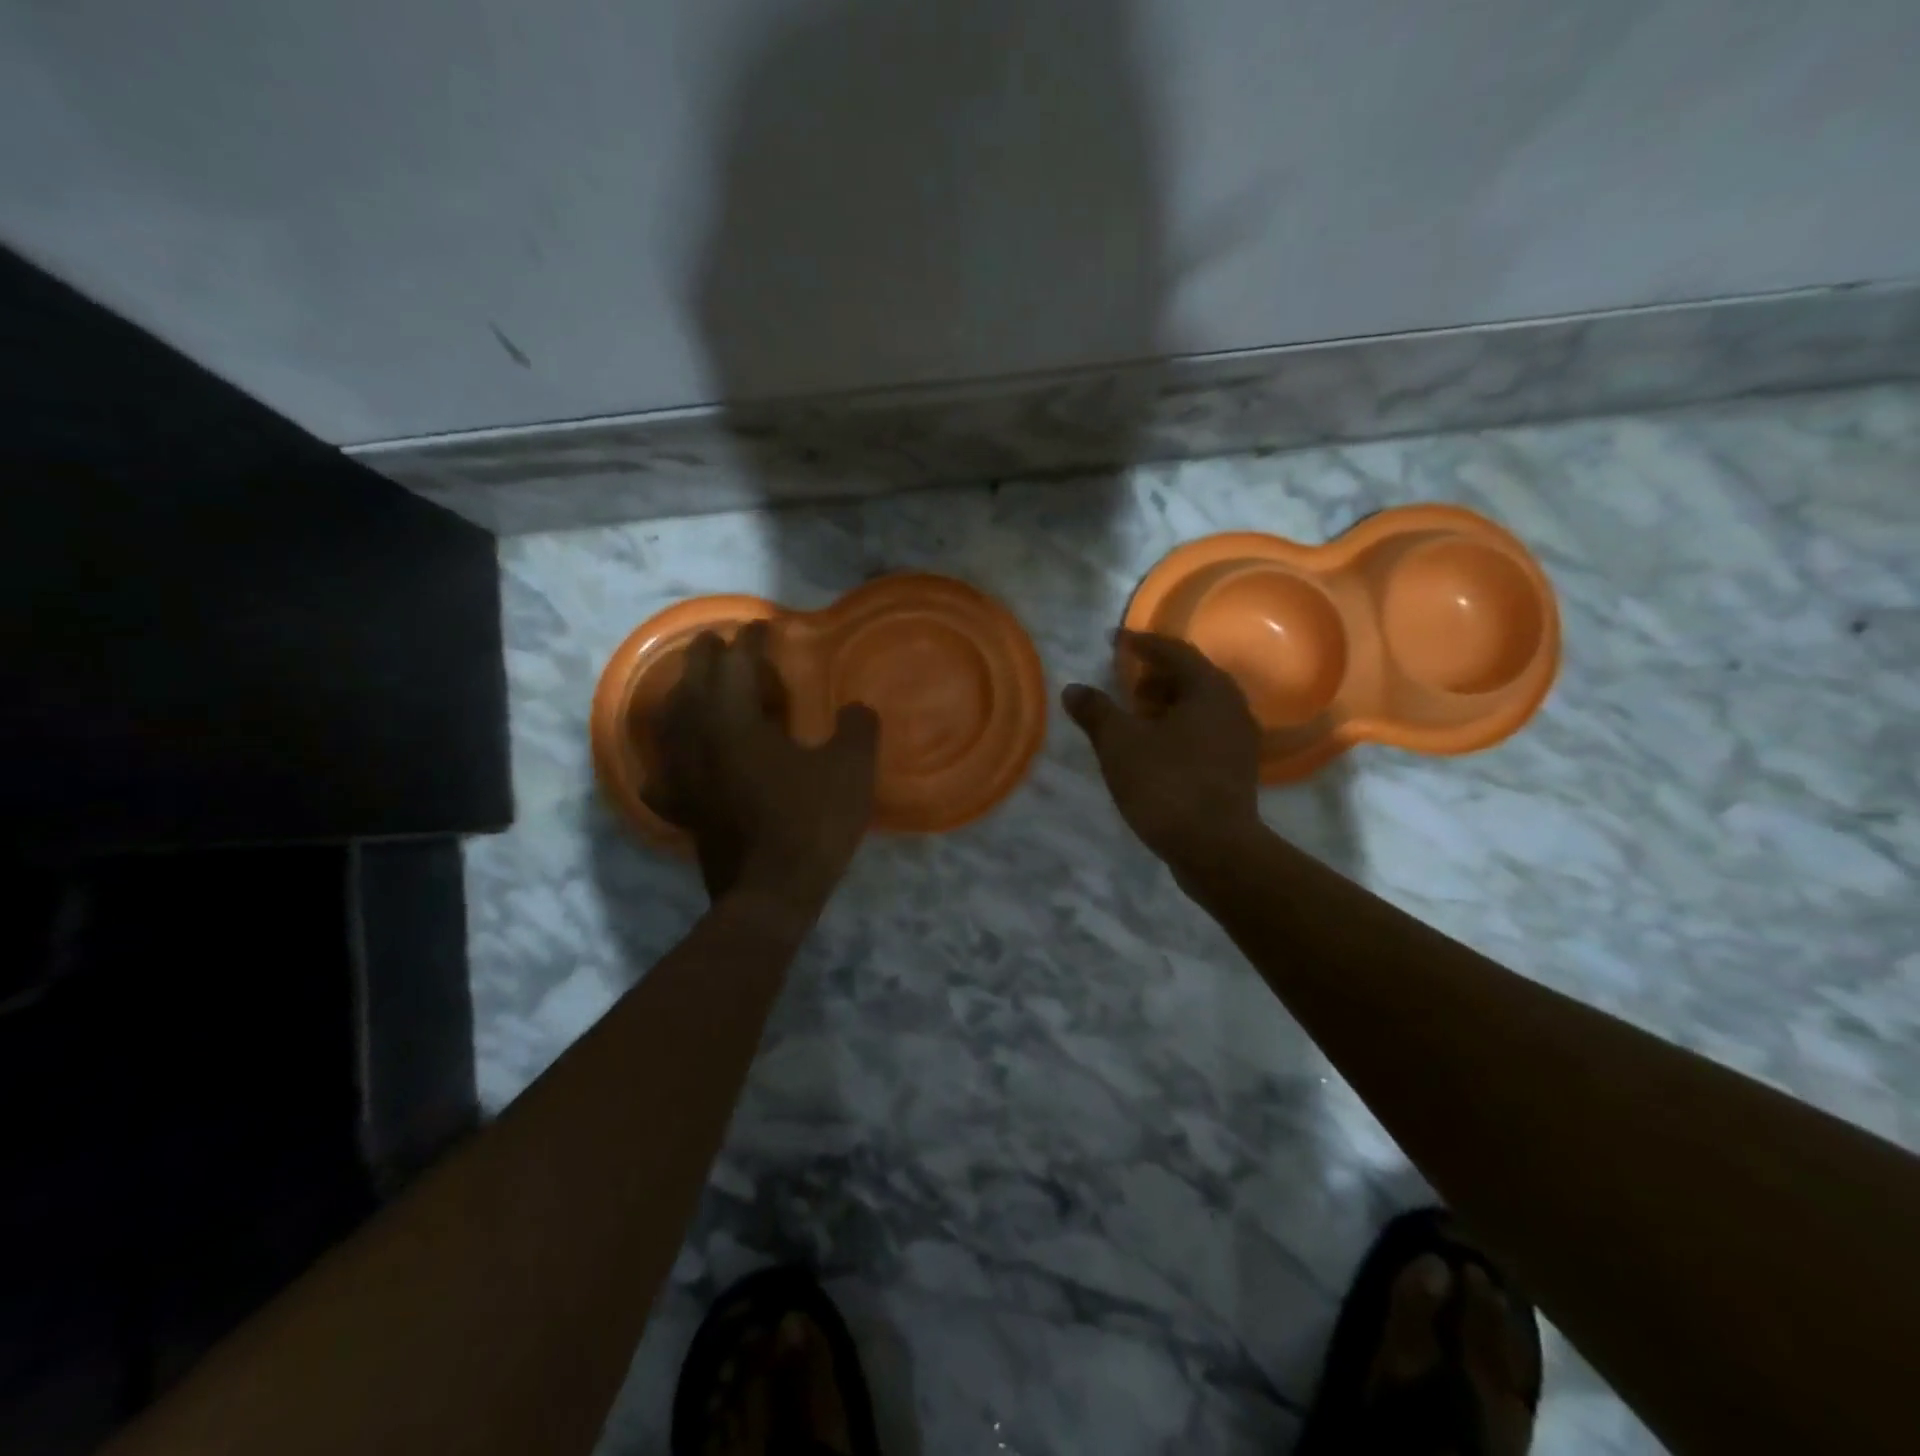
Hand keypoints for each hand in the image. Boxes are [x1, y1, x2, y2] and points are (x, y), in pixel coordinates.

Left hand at [640, 622, 878, 907]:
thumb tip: (858, 709)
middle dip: (706, 656)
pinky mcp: (681, 808)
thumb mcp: (850, 770)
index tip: (763, 626)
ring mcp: (682, 776)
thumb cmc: (810, 824)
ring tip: (696, 687)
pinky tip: (675, 761)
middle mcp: (698, 740)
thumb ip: (858, 728)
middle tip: (720, 641)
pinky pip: (664, 773)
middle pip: (692, 683)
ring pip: (670, 722)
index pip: (736, 664)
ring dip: (683, 695)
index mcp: (734, 721)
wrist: (770, 895)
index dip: (751, 641)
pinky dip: (668, 758)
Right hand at [1062, 630, 1262, 873]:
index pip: (1173, 650)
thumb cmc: (1166, 785)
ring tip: (1134, 719)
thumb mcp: (1119, 745)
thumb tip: (1073, 689)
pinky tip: (1154, 749)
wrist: (1215, 848)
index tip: (1114, 641)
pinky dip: (1178, 728)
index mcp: (1209, 689)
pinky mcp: (1237, 767)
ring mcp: (1239, 739)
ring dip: (1166, 704)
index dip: (1140, 643)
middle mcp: (1232, 705)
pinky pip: (1205, 731)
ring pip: (1199, 706)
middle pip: (1191, 676)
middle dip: (1154, 676)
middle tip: (1124, 685)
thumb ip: (1096, 711)